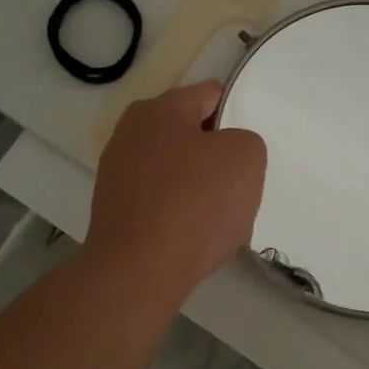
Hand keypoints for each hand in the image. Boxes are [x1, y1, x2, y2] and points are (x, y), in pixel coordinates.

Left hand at [86, 82, 266, 310]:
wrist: (138, 273)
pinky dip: (183, 217)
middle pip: (192, 136)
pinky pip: (164, 205)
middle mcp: (131, 134)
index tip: (252, 147)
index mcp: (158, 109)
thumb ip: (246, 141)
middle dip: (219, 157)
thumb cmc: (195, 204)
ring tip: (223, 218)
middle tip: (242, 184)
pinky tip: (198, 238)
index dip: (238, 115)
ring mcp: (119, 175)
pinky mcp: (117, 213)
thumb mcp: (245, 157)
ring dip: (203, 190)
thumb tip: (227, 155)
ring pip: (180, 174)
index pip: (211, 95)